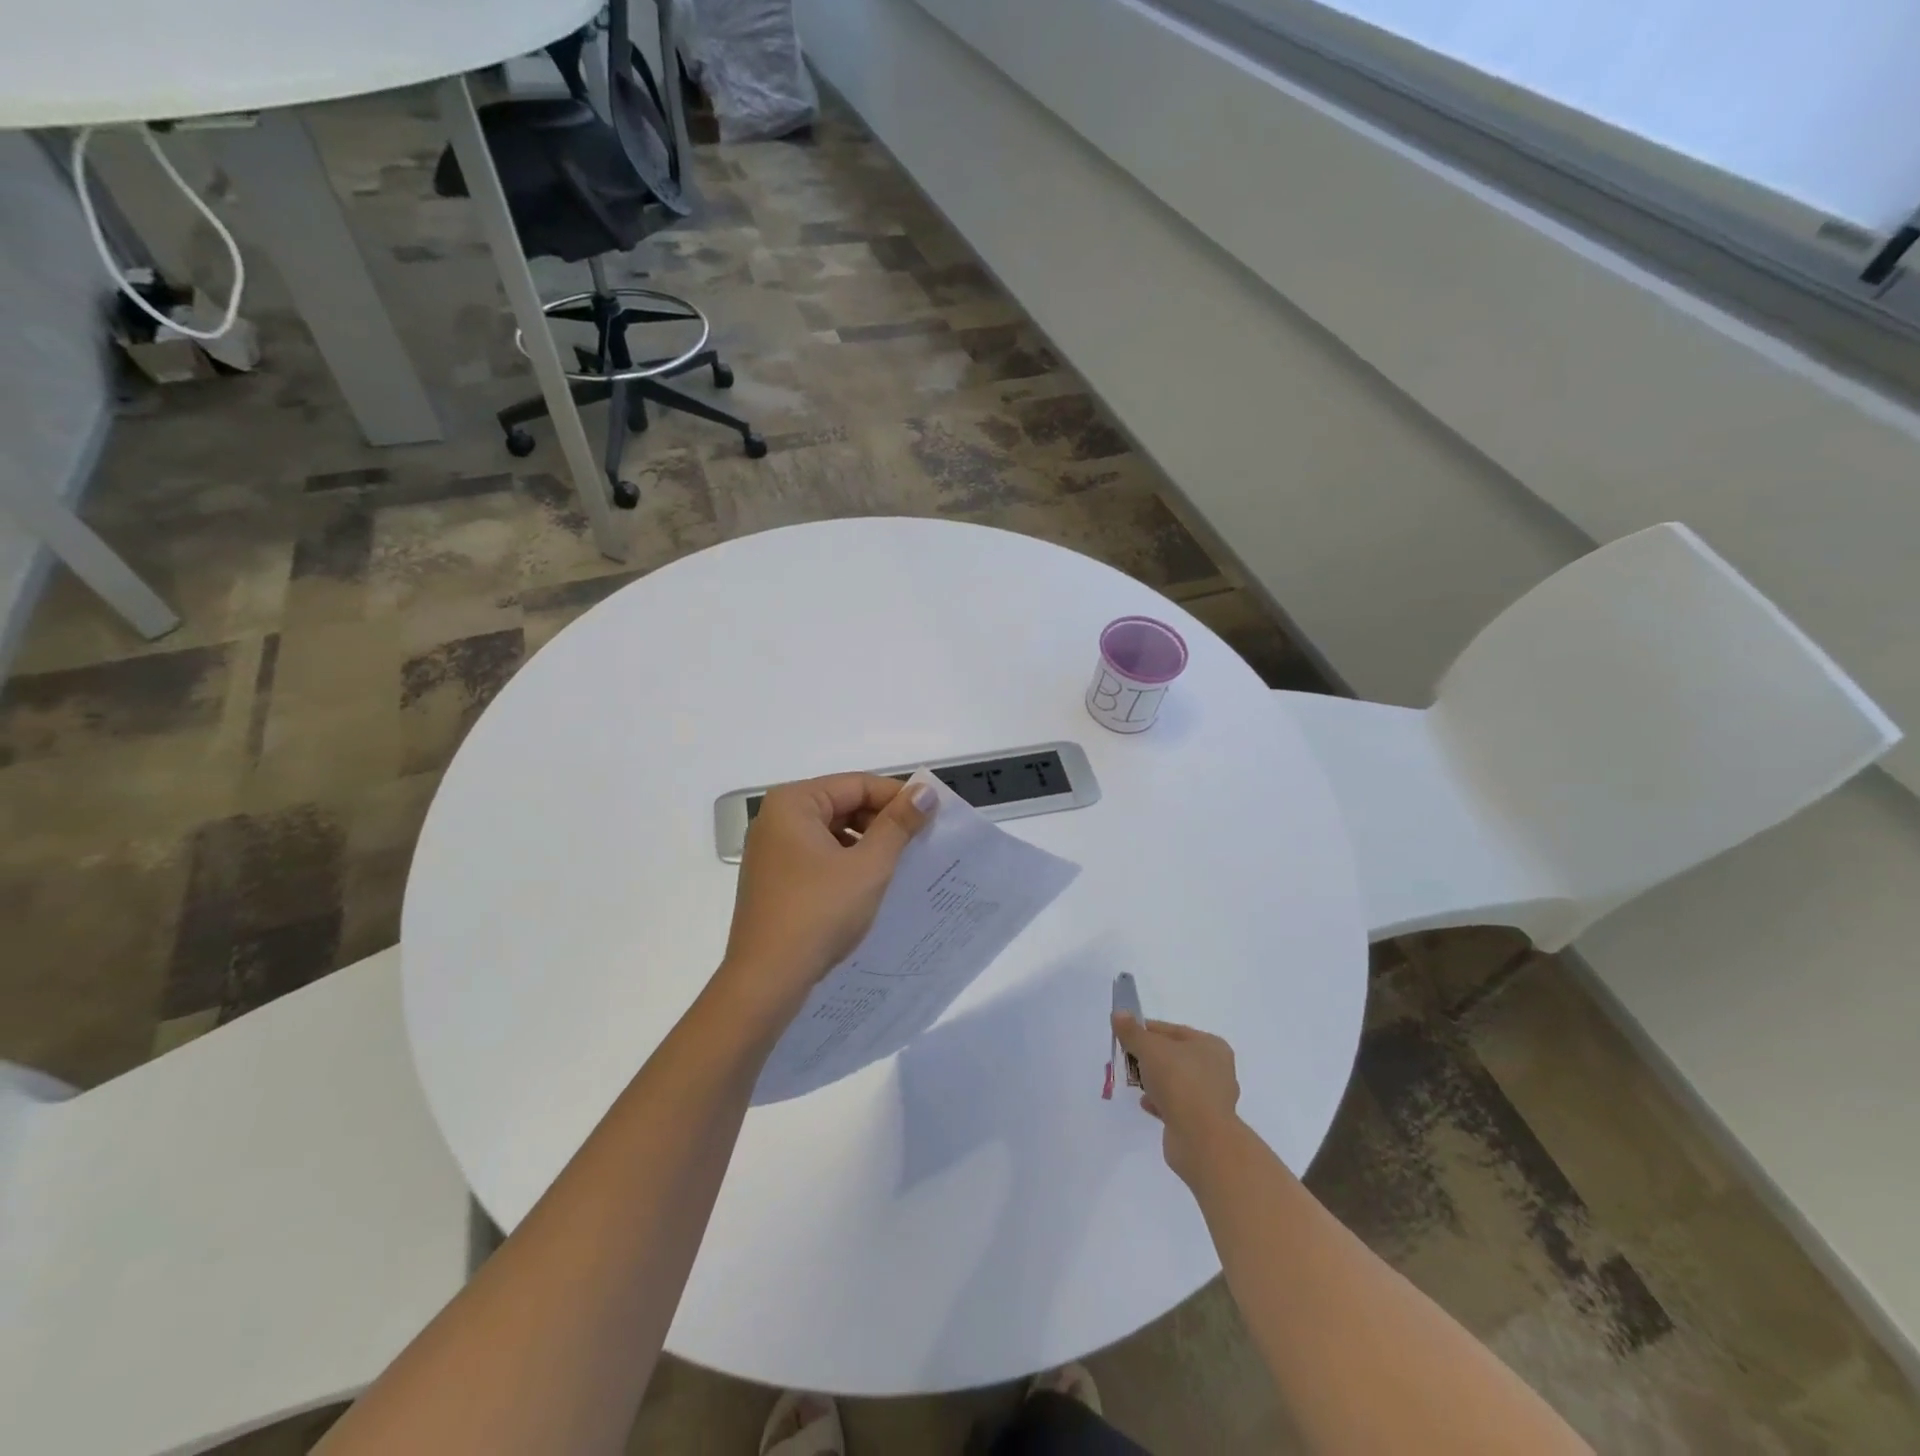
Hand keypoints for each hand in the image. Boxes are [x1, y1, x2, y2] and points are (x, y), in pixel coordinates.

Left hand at [715, 774, 935, 1023]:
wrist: (766, 981)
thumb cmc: (819, 913)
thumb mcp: (869, 866)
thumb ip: (898, 824)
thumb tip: (925, 790)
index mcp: (794, 803)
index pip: (857, 784)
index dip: (898, 797)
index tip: (933, 817)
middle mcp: (776, 818)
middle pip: (842, 804)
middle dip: (882, 822)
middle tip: (920, 844)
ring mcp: (771, 850)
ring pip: (832, 832)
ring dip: (867, 844)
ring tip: (900, 866)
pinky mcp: (774, 879)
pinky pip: (819, 856)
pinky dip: (847, 863)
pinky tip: (870, 885)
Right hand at [1113, 1015, 1241, 1185]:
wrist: (1201, 1139)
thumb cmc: (1179, 1082)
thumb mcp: (1150, 1049)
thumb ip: (1132, 1032)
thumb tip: (1118, 1013)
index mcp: (1212, 1046)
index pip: (1173, 1031)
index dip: (1147, 1030)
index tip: (1126, 1035)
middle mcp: (1217, 1070)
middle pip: (1175, 1056)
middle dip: (1150, 1057)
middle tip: (1127, 1058)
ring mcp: (1211, 1099)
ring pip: (1176, 1082)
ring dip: (1155, 1081)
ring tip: (1133, 1081)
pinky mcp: (1203, 1123)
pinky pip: (1176, 1106)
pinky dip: (1160, 1102)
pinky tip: (1145, 1103)